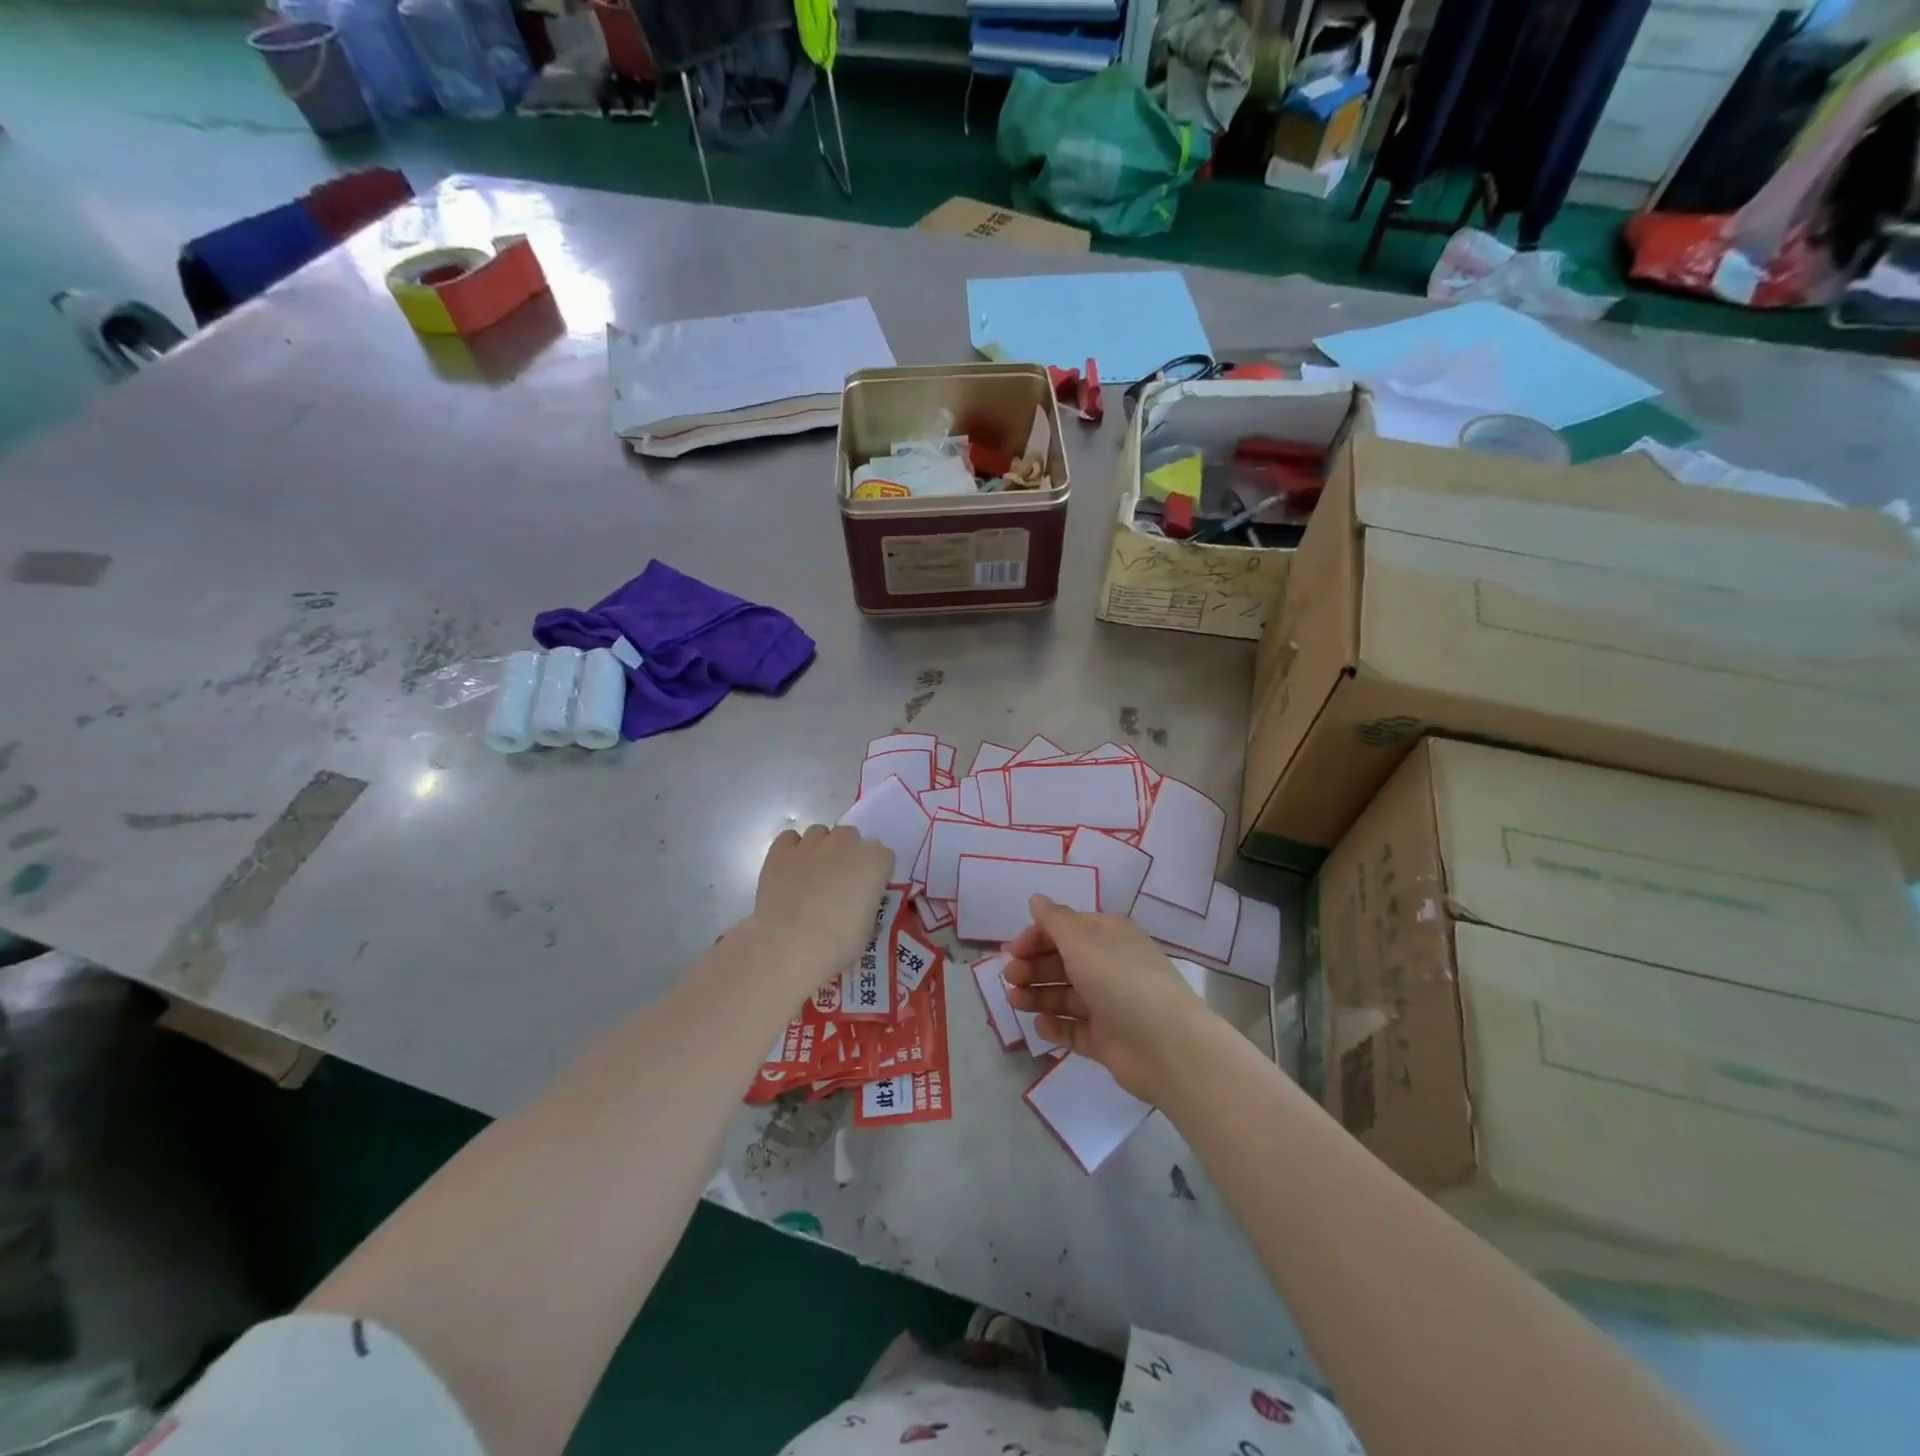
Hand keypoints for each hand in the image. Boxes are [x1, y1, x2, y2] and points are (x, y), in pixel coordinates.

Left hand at [751, 824, 893, 992]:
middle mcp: (846, 843)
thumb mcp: (867, 927)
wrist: (791, 944)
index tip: (866, 892)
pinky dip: (791, 850)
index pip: (883, 856)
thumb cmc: (838, 945)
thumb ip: (864, 904)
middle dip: (847, 854)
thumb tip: (853, 906)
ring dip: (820, 849)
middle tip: (838, 884)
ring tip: (811, 876)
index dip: (874, 874)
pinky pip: (789, 838)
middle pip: (851, 836)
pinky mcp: (781, 850)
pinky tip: (789, 870)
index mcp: (876, 861)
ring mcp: (812, 843)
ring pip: (819, 833)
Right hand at [1003, 895, 1214, 1102]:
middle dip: (1033, 967)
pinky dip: (1056, 1026)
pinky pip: (1075, 1029)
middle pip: (1062, 962)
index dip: (1036, 937)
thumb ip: (1054, 919)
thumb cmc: (1119, 979)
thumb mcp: (1082, 939)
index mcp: (1107, 936)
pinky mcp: (1107, 1039)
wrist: (1165, 1044)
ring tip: (1016, 1002)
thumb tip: (1036, 899)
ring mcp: (1108, 1005)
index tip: (1012, 952)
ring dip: (1037, 995)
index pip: (1065, 929)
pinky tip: (1040, 1026)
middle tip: (1010, 979)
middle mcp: (1108, 966)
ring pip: (1065, 996)